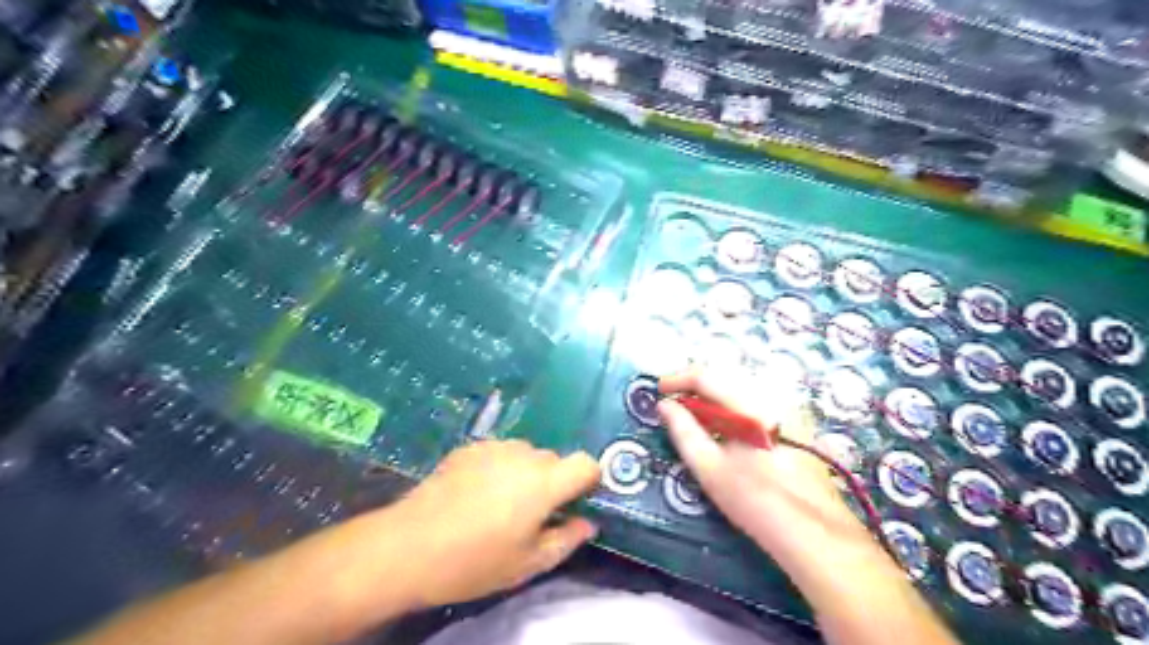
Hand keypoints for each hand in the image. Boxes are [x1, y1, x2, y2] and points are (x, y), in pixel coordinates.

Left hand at [385, 438, 602, 610]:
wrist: (408, 545)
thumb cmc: (474, 561)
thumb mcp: (527, 564)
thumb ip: (566, 540)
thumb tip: (587, 523)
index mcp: (544, 482)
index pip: (586, 463)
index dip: (589, 480)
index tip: (577, 501)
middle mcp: (524, 455)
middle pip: (555, 460)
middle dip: (553, 482)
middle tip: (533, 514)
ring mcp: (494, 447)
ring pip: (526, 454)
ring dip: (526, 473)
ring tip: (501, 503)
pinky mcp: (469, 447)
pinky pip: (499, 452)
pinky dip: (500, 467)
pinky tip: (476, 493)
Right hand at [661, 371, 856, 557]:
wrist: (815, 533)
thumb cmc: (756, 501)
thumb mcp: (709, 468)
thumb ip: (683, 431)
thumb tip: (664, 404)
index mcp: (751, 404)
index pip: (707, 375)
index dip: (678, 379)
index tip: (658, 391)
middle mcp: (772, 394)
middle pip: (725, 375)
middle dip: (695, 386)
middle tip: (674, 406)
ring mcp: (788, 405)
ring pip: (740, 385)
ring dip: (714, 395)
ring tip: (696, 417)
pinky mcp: (796, 418)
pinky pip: (756, 398)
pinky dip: (733, 404)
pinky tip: (725, 427)